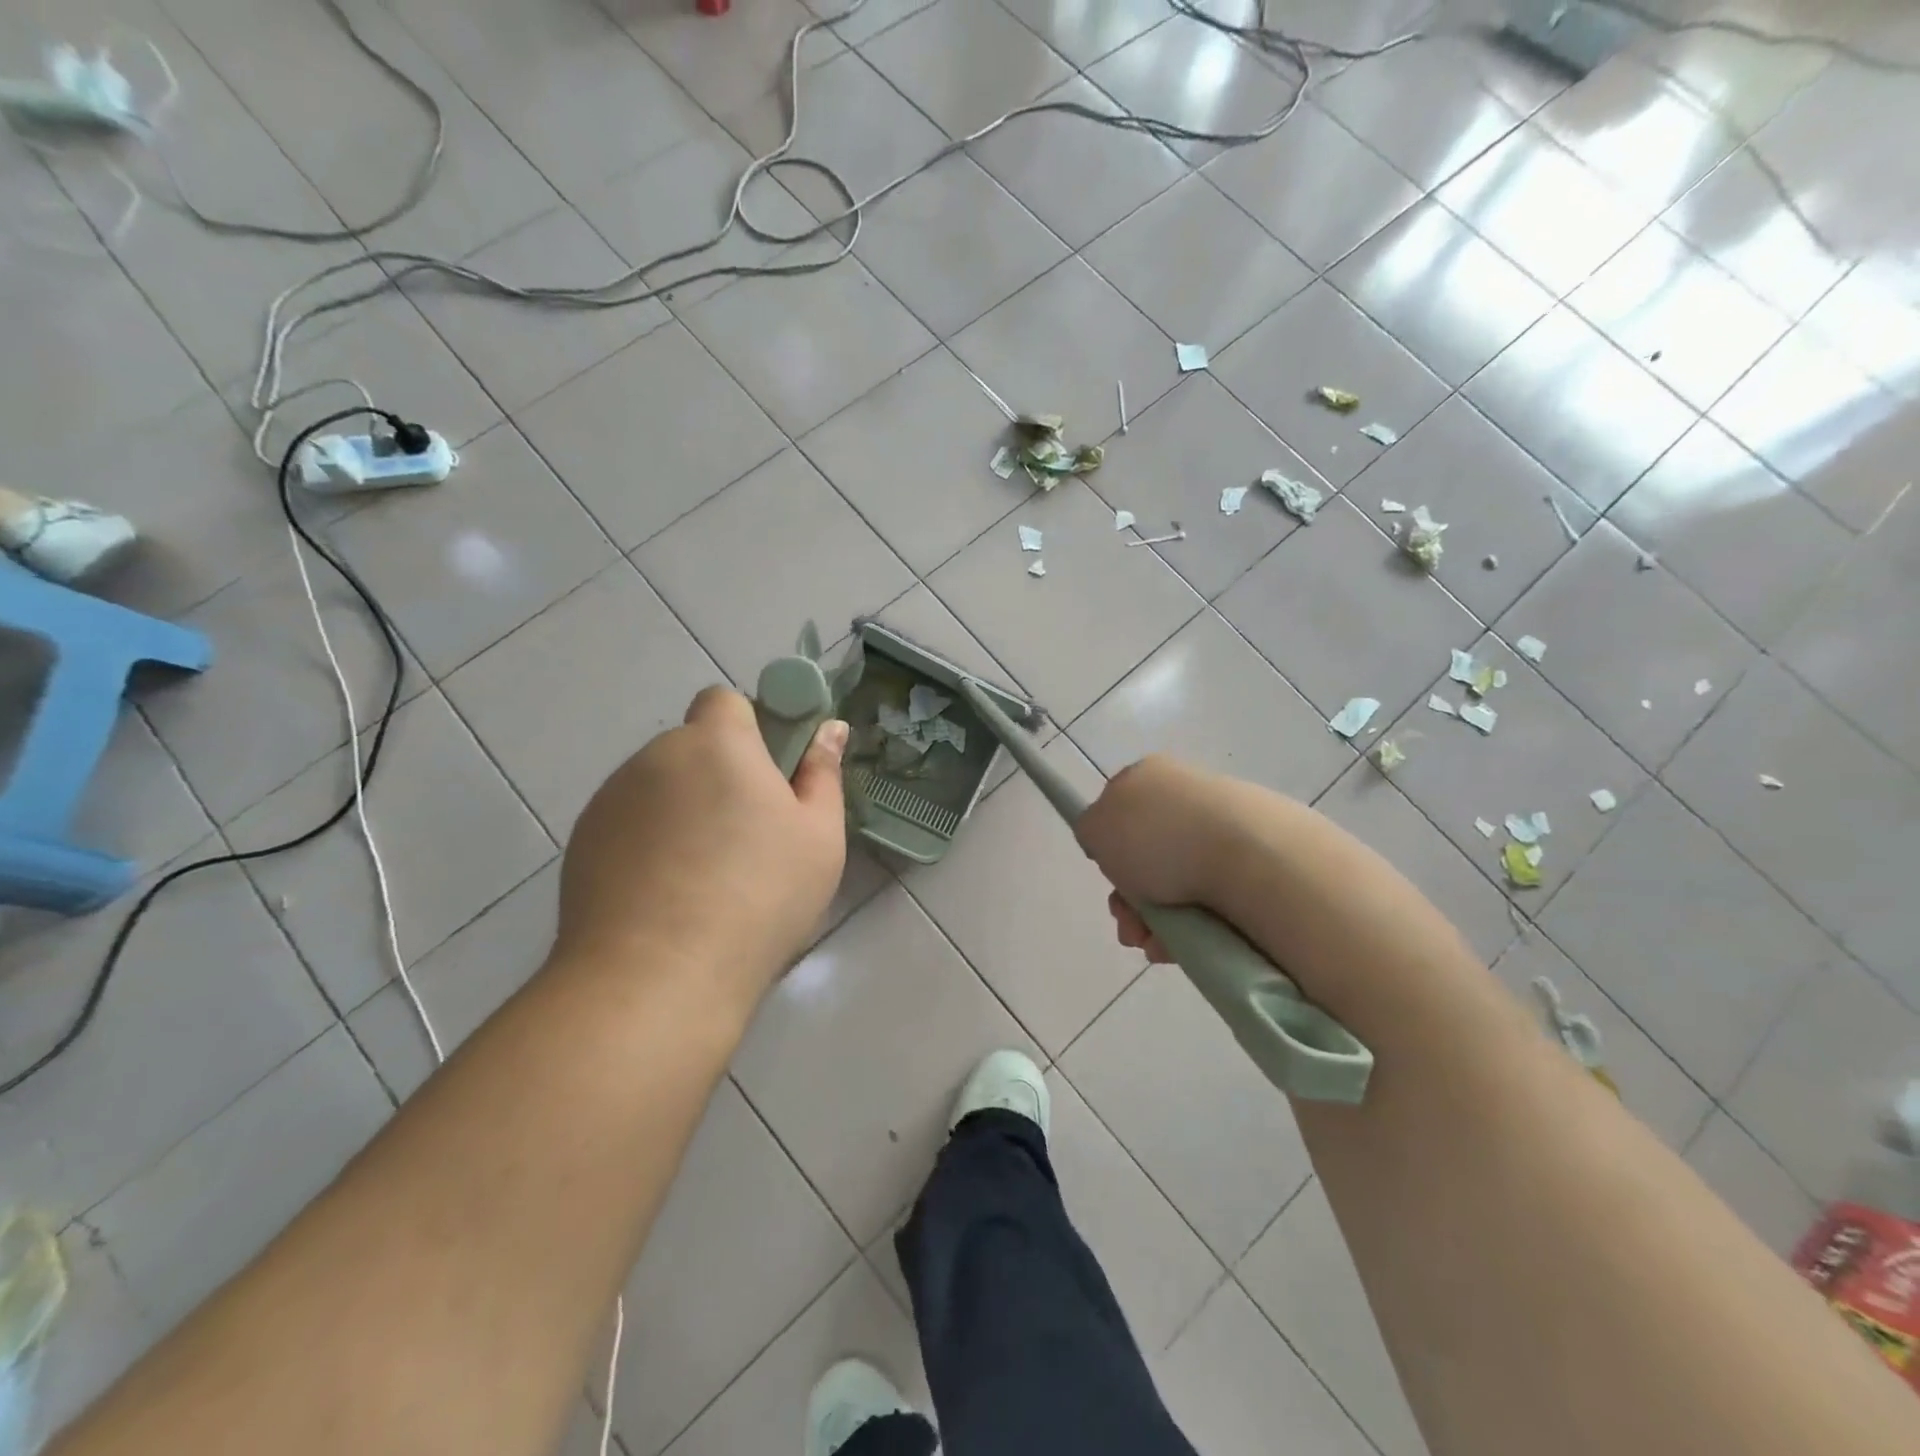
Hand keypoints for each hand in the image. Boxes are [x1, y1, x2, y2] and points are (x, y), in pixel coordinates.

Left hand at [555, 686, 848, 1007]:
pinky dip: (650, 844)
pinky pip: (630, 825)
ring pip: (660, 788)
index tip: (771, 775)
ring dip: (684, 810)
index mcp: (716, 743)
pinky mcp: (582, 844)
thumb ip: (822, 774)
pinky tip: (666, 897)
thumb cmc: (759, 896)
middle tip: (749, 836)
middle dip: (720, 775)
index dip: (750, 728)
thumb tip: (828, 730)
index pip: (725, 701)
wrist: (656, 977)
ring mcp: (611, 800)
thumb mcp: (819, 837)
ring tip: (705, 878)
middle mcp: (656, 757)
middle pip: (693, 748)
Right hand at [1076, 755, 1240, 960]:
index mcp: (1150, 776)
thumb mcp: (1096, 827)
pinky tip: (1180, 947)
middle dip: (1130, 899)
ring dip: (1154, 922)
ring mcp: (1225, 829)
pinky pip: (1210, 901)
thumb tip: (1107, 840)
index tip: (1110, 879)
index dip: (1108, 851)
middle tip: (1129, 926)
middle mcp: (1187, 796)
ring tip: (1153, 945)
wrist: (1250, 858)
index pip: (1118, 812)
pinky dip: (1190, 927)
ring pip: (1176, 884)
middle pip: (1145, 855)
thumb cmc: (1160, 838)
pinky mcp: (1256, 863)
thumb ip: (1090, 830)